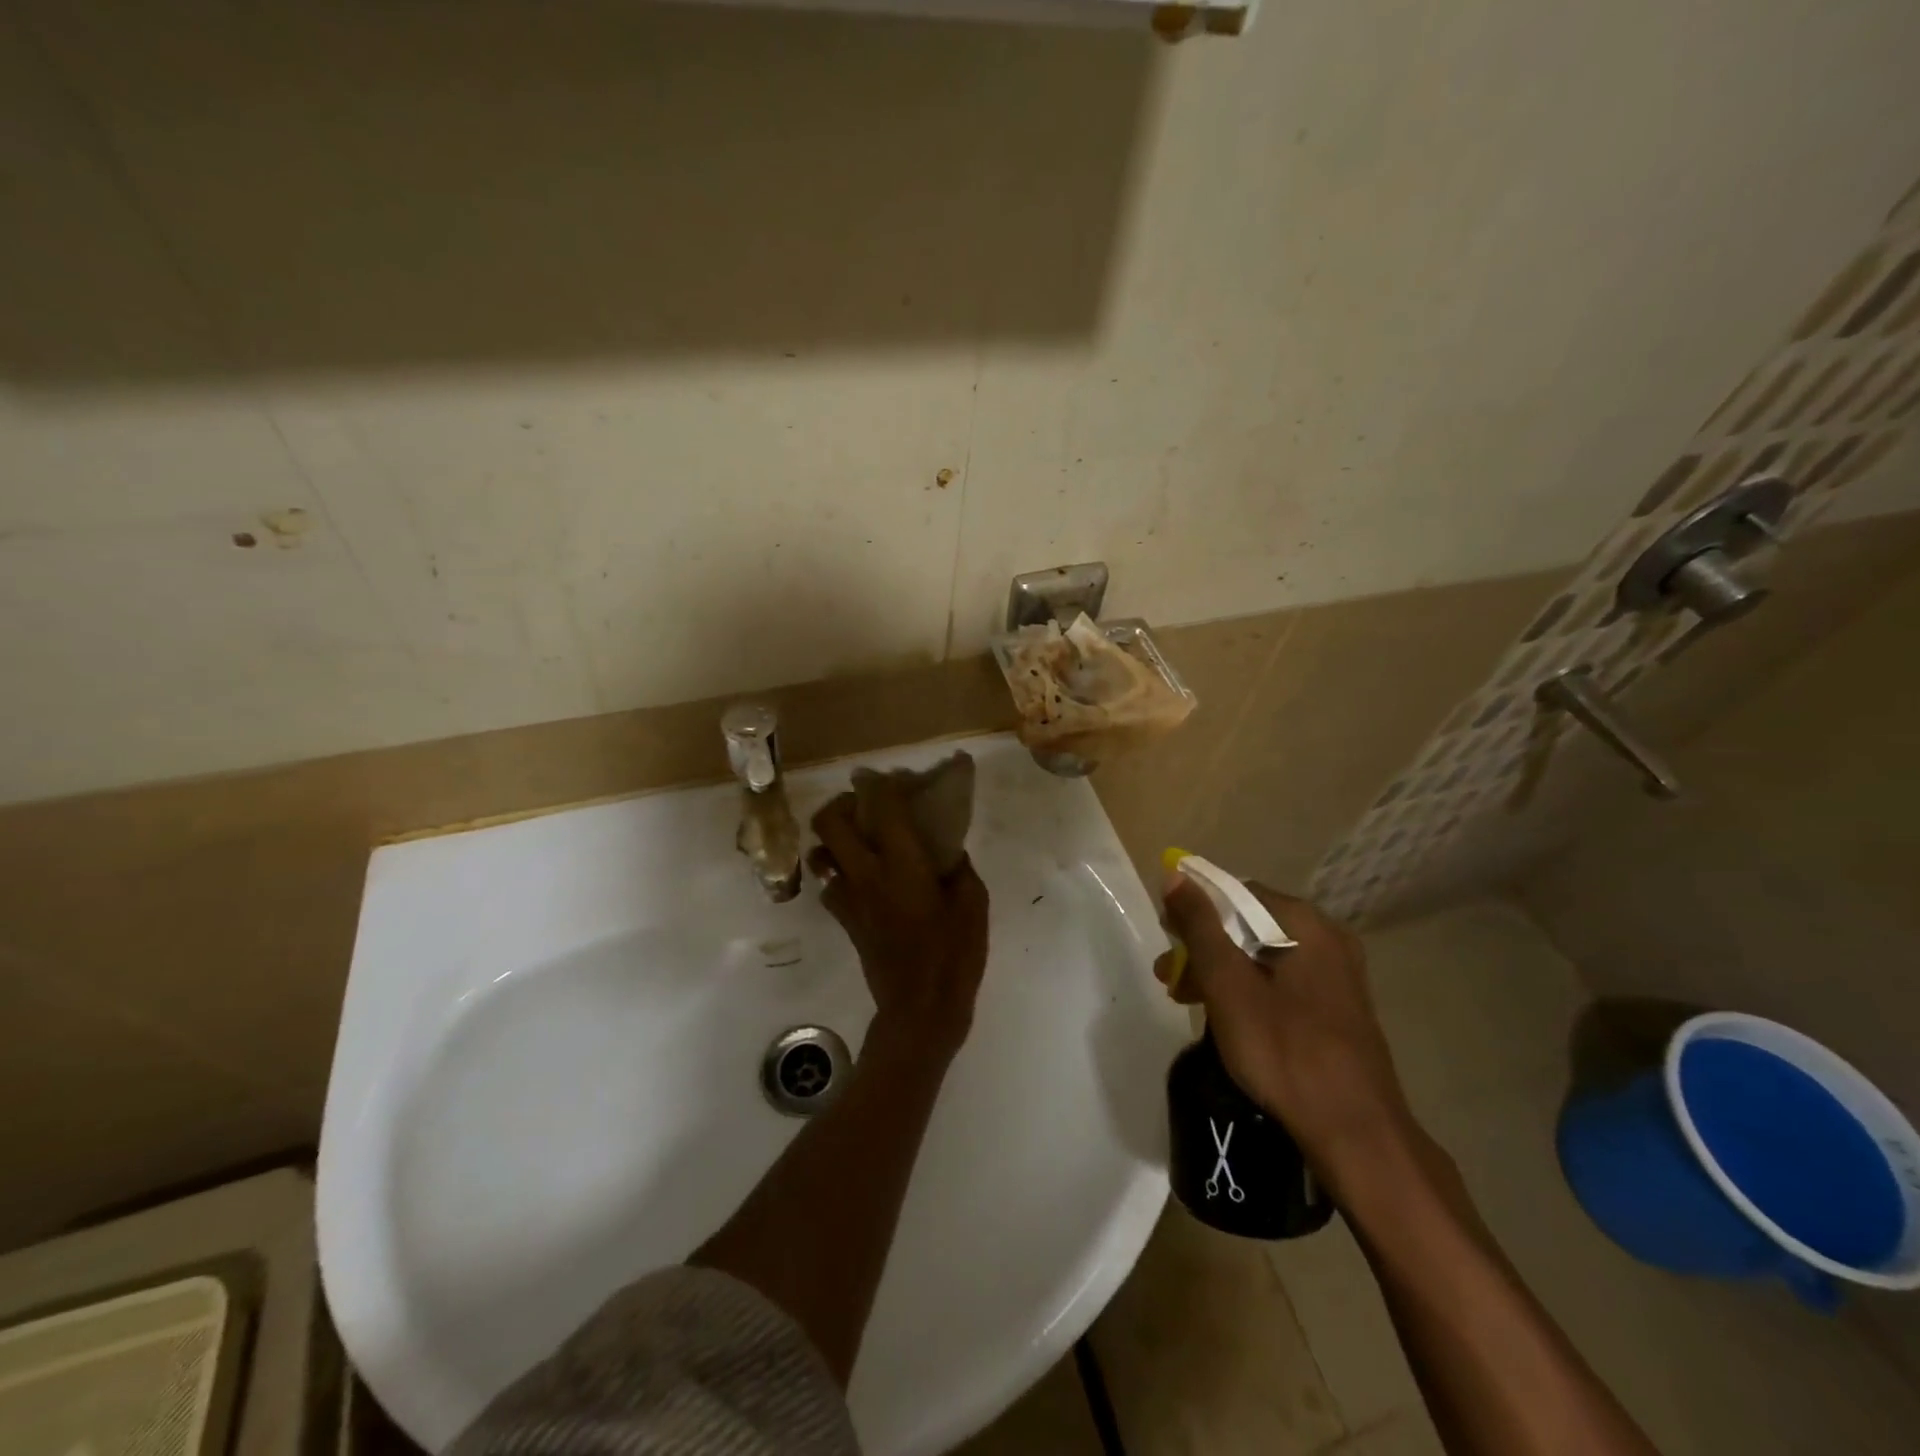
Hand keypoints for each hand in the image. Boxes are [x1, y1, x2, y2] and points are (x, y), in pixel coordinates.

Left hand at [809, 782, 989, 1058]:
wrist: (920, 1009)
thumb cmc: (954, 954)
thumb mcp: (973, 903)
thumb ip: (958, 867)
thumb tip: (945, 850)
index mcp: (902, 865)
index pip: (882, 807)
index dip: (883, 783)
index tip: (894, 778)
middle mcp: (866, 874)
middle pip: (829, 822)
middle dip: (843, 803)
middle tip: (866, 804)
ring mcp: (848, 898)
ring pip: (820, 852)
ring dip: (834, 837)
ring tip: (860, 838)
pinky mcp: (844, 920)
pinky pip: (828, 883)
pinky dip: (838, 871)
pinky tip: (863, 877)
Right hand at [1156, 877, 1419, 1195]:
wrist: (1356, 1133)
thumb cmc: (1284, 1051)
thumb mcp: (1228, 985)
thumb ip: (1200, 926)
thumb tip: (1175, 873)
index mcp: (1305, 923)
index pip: (1235, 892)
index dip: (1194, 910)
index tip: (1166, 940)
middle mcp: (1328, 936)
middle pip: (1249, 923)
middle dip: (1204, 946)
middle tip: (1170, 978)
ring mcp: (1339, 972)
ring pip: (1264, 954)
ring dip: (1222, 970)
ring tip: (1188, 1000)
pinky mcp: (1340, 1005)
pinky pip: (1283, 979)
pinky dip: (1249, 988)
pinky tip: (1228, 1016)